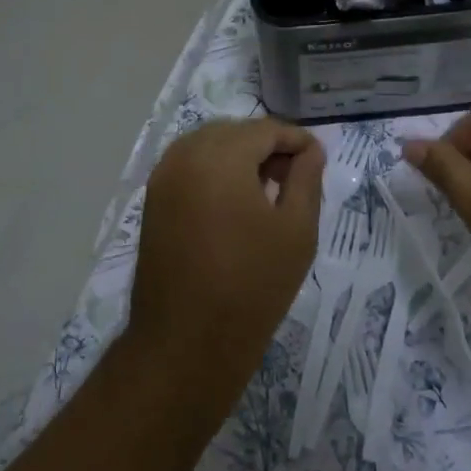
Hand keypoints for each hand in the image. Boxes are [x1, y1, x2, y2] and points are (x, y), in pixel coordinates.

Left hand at [127, 118, 324, 380]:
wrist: (188, 340)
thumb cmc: (252, 284)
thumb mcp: (296, 230)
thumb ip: (306, 179)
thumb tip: (310, 151)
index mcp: (220, 156)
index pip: (265, 129)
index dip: (297, 140)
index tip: (318, 160)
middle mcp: (183, 156)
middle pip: (233, 132)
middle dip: (266, 146)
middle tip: (294, 177)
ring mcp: (162, 178)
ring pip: (207, 146)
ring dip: (238, 157)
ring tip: (266, 190)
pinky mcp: (152, 201)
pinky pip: (188, 167)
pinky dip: (214, 171)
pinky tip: (235, 202)